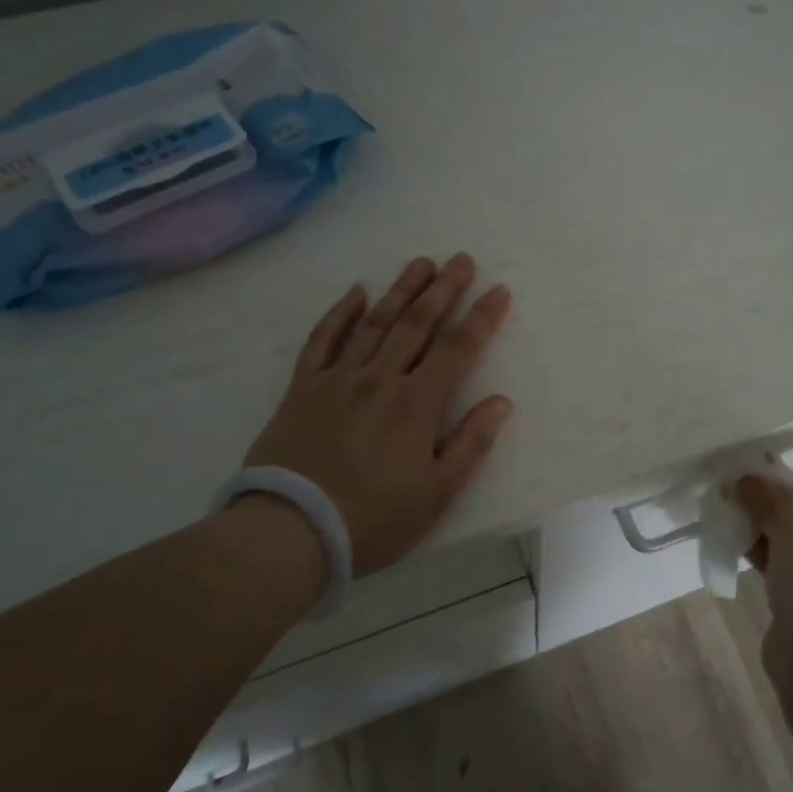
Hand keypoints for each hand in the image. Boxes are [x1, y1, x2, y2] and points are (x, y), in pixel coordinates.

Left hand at [243, 253, 512, 574]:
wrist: (291, 531)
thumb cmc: (374, 518)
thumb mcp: (437, 492)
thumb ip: (471, 443)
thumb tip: (501, 401)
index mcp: (417, 403)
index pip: (457, 349)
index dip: (481, 317)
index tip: (499, 289)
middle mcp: (380, 379)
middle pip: (417, 324)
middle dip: (443, 289)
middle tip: (461, 259)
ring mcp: (338, 379)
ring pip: (374, 323)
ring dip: (400, 290)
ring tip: (420, 263)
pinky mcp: (303, 389)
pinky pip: (322, 341)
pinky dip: (339, 314)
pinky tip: (354, 292)